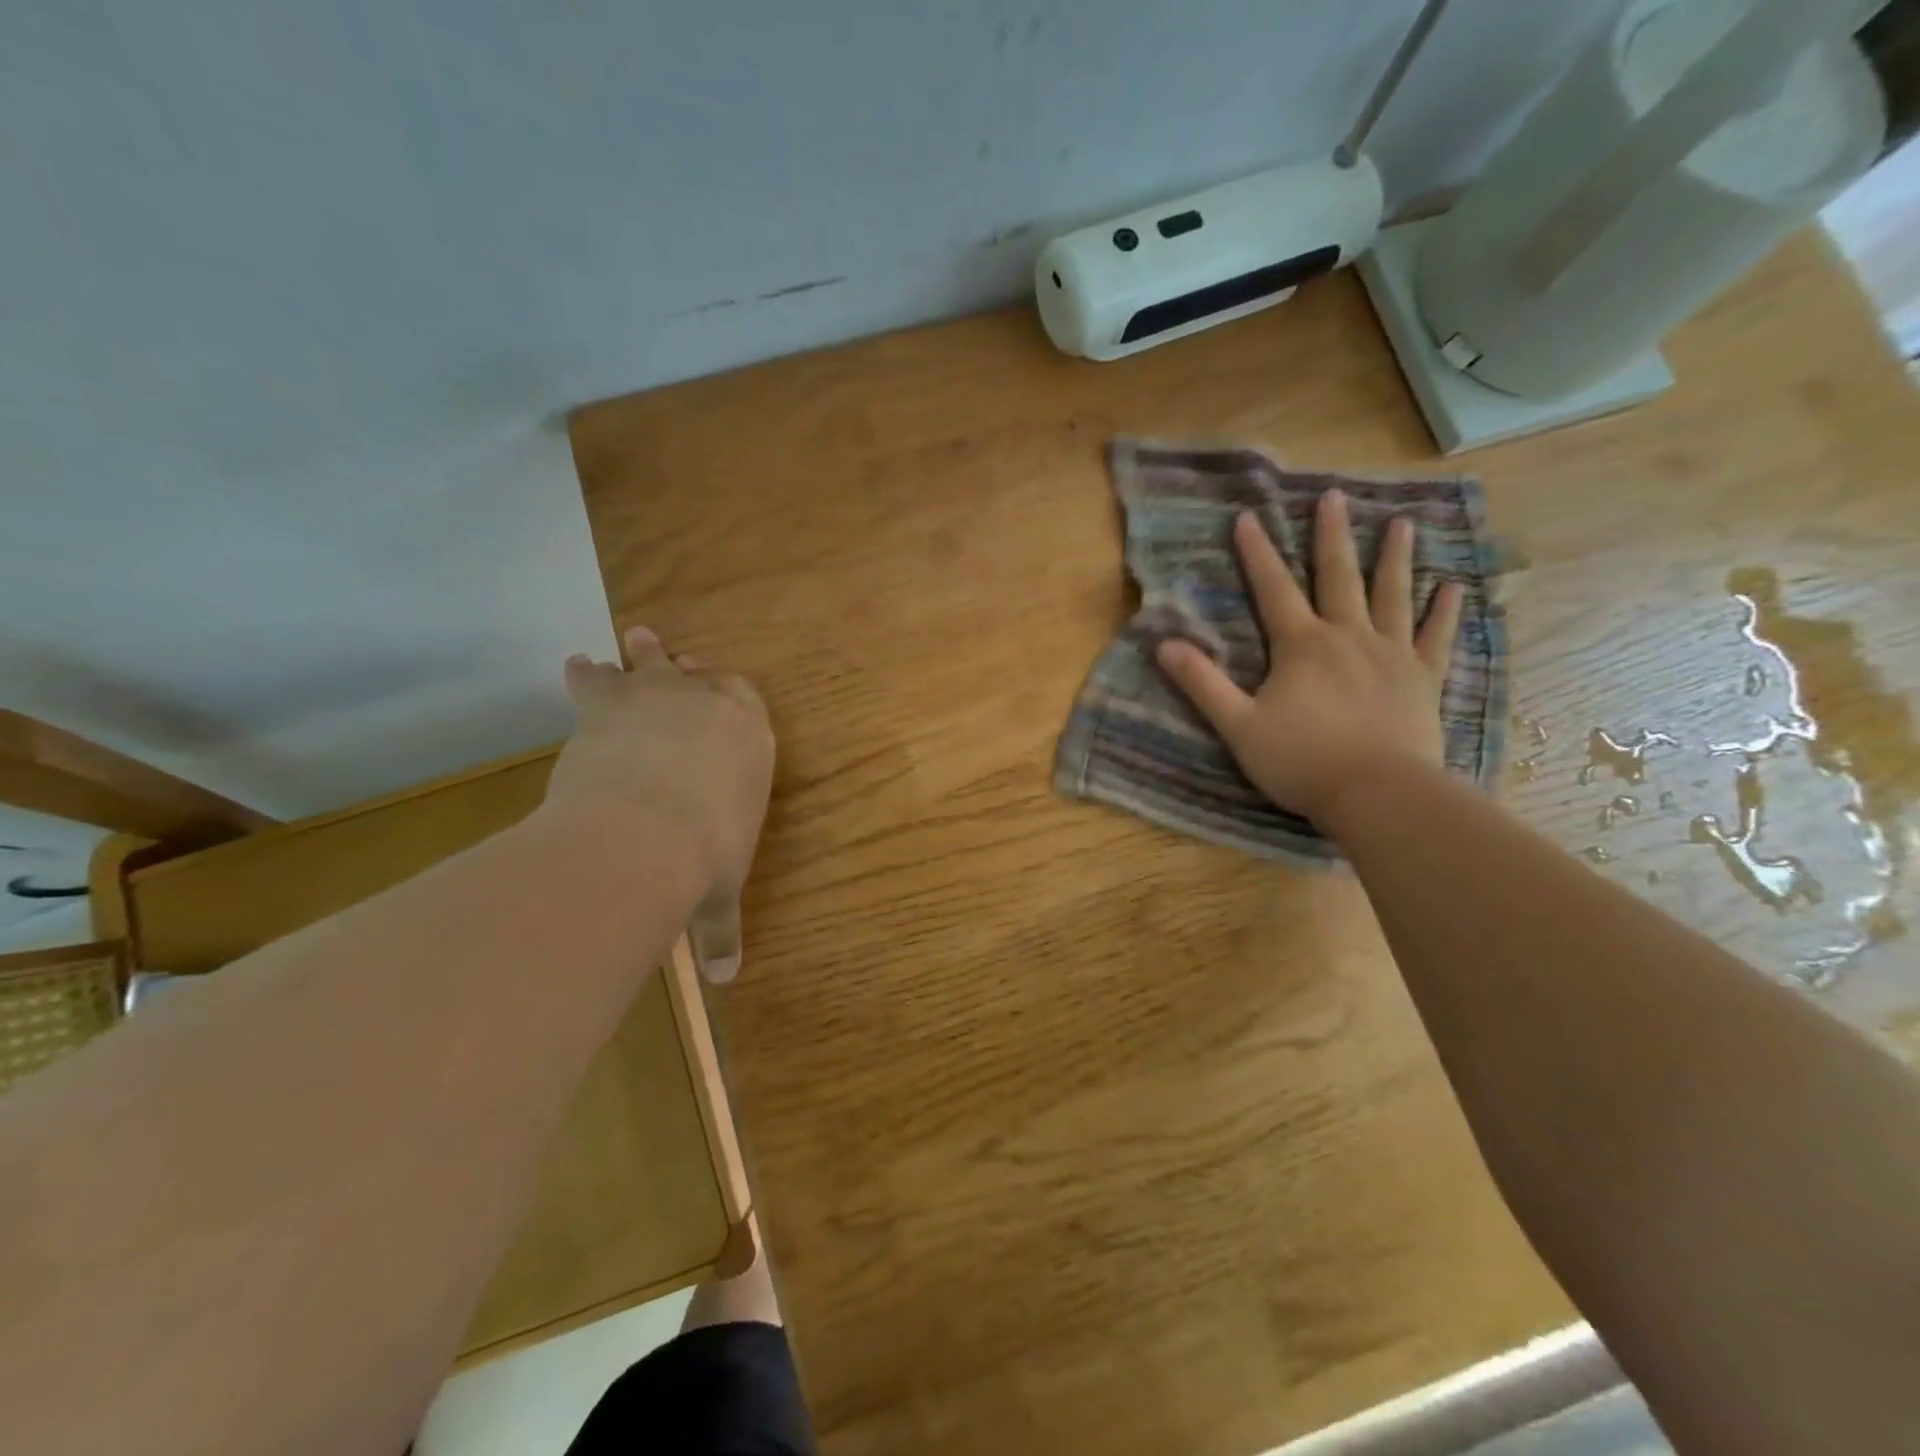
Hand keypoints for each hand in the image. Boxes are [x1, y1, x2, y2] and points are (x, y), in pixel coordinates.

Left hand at [545, 626, 773, 971]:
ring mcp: (660, 696)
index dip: (729, 692)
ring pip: (650, 662)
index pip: (746, 698)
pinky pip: (595, 675)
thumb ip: (721, 930)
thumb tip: (726, 981)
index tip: (716, 689)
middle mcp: (711, 704)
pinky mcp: (609, 701)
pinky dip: (586, 673)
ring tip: (630, 640)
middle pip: (698, 673)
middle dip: (686, 668)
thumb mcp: (718, 894)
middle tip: (674, 657)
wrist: (647, 832)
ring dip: (641, 653)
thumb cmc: (705, 856)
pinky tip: (577, 666)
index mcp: (751, 738)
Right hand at [1155, 491, 1462, 825]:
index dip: (1257, 554)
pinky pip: (1436, 637)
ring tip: (1402, 523)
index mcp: (1301, 646)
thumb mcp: (1238, 725)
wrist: (1378, 794)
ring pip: (1392, 595)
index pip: (1273, 590)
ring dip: (1394, 558)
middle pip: (1338, 577)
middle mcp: (1348, 637)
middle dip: (1331, 536)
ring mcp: (1391, 655)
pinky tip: (1453, 587)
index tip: (1247, 517)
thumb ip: (1202, 683)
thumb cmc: (1301, 761)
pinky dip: (1444, 611)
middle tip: (1334, 496)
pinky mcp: (1423, 679)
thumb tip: (1163, 644)